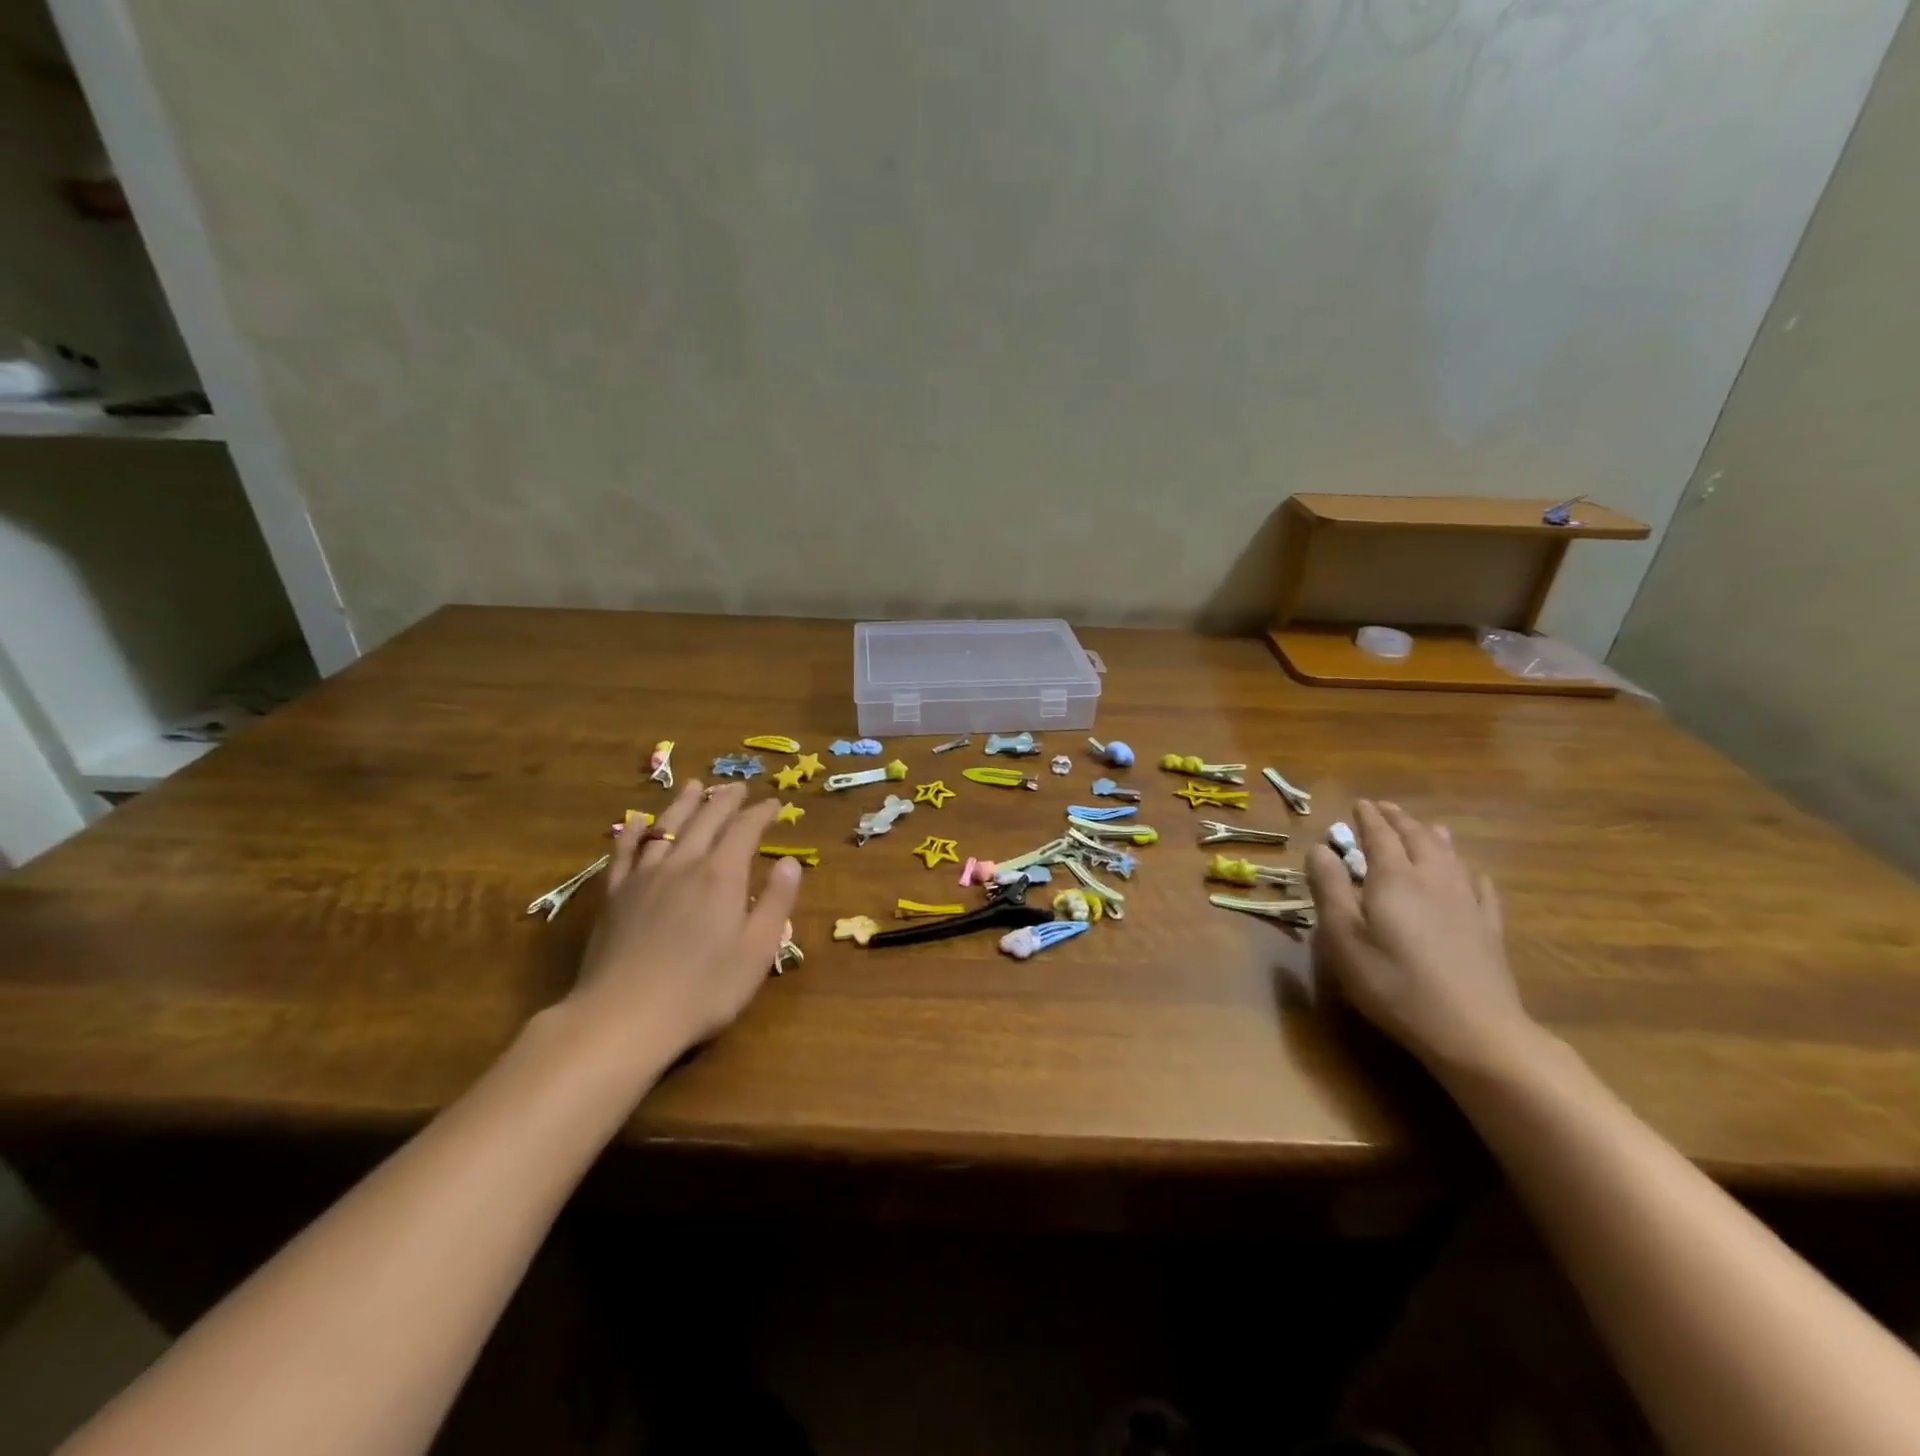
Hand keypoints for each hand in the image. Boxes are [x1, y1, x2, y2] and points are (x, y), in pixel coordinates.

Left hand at [568, 780, 801, 1068]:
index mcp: (722, 875)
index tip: (774, 804)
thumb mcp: (757, 951)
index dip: (761, 813)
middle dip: (725, 800)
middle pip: (706, 819)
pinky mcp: (614, 895)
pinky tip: (636, 822)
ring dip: (683, 803)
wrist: (624, 1017)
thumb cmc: (703, 989)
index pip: (745, 830)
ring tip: (694, 786)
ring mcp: (644, 877)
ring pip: (666, 827)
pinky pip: (624, 852)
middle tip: (738, 787)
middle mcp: (684, 864)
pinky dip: (633, 832)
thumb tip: (790, 862)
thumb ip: (777, 902)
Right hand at [1306, 799, 1539, 1077]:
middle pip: (1418, 838)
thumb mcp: (1343, 937)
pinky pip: (1481, 889)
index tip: (1359, 803)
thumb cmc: (1393, 983)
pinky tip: (1473, 874)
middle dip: (1399, 820)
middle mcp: (1432, 879)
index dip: (1369, 818)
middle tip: (1386, 808)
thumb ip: (1329, 889)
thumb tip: (1320, 848)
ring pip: (1450, 856)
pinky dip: (1470, 873)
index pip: (1380, 835)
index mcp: (1393, 878)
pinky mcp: (1488, 930)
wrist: (1474, 1031)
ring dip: (1433, 836)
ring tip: (1426, 827)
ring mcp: (1466, 903)